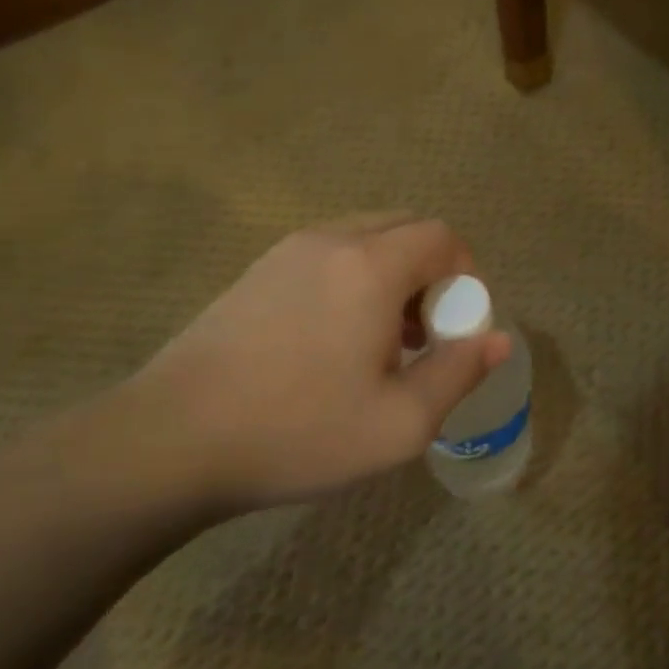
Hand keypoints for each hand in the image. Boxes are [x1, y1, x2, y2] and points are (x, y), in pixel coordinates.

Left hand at [102, 214, 508, 515]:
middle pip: (405, 227)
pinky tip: (332, 340)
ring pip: (365, 238)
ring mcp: (287, 251)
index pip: (441, 236)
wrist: (170, 441)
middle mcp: (331, 240)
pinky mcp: (256, 270)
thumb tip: (499, 339)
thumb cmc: (298, 431)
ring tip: (380, 341)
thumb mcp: (400, 422)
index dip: (465, 274)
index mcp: (371, 266)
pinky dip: (353, 278)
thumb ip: (459, 372)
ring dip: (392, 275)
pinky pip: (328, 254)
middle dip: (431, 272)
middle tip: (423, 334)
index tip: (456, 328)